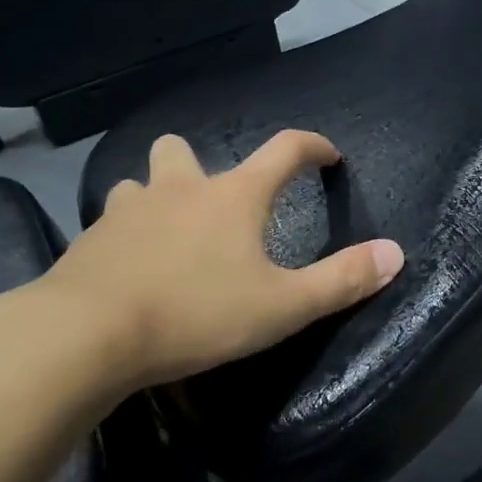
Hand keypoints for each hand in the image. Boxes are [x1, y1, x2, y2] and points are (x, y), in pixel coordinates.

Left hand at [0, 131, 403, 415]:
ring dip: (156, 197)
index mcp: (234, 196)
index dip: (312, 146)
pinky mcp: (90, 239)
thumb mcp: (282, 306)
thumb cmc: (196, 312)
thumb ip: (341, 280)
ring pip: (141, 183)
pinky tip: (128, 268)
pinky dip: (125, 234)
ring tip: (167, 232)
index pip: (284, 149)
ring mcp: (128, 209)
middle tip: (214, 202)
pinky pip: (111, 222)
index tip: (328, 155)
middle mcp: (180, 188)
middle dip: (200, 164)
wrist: (85, 335)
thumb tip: (396, 252)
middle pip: (184, 149)